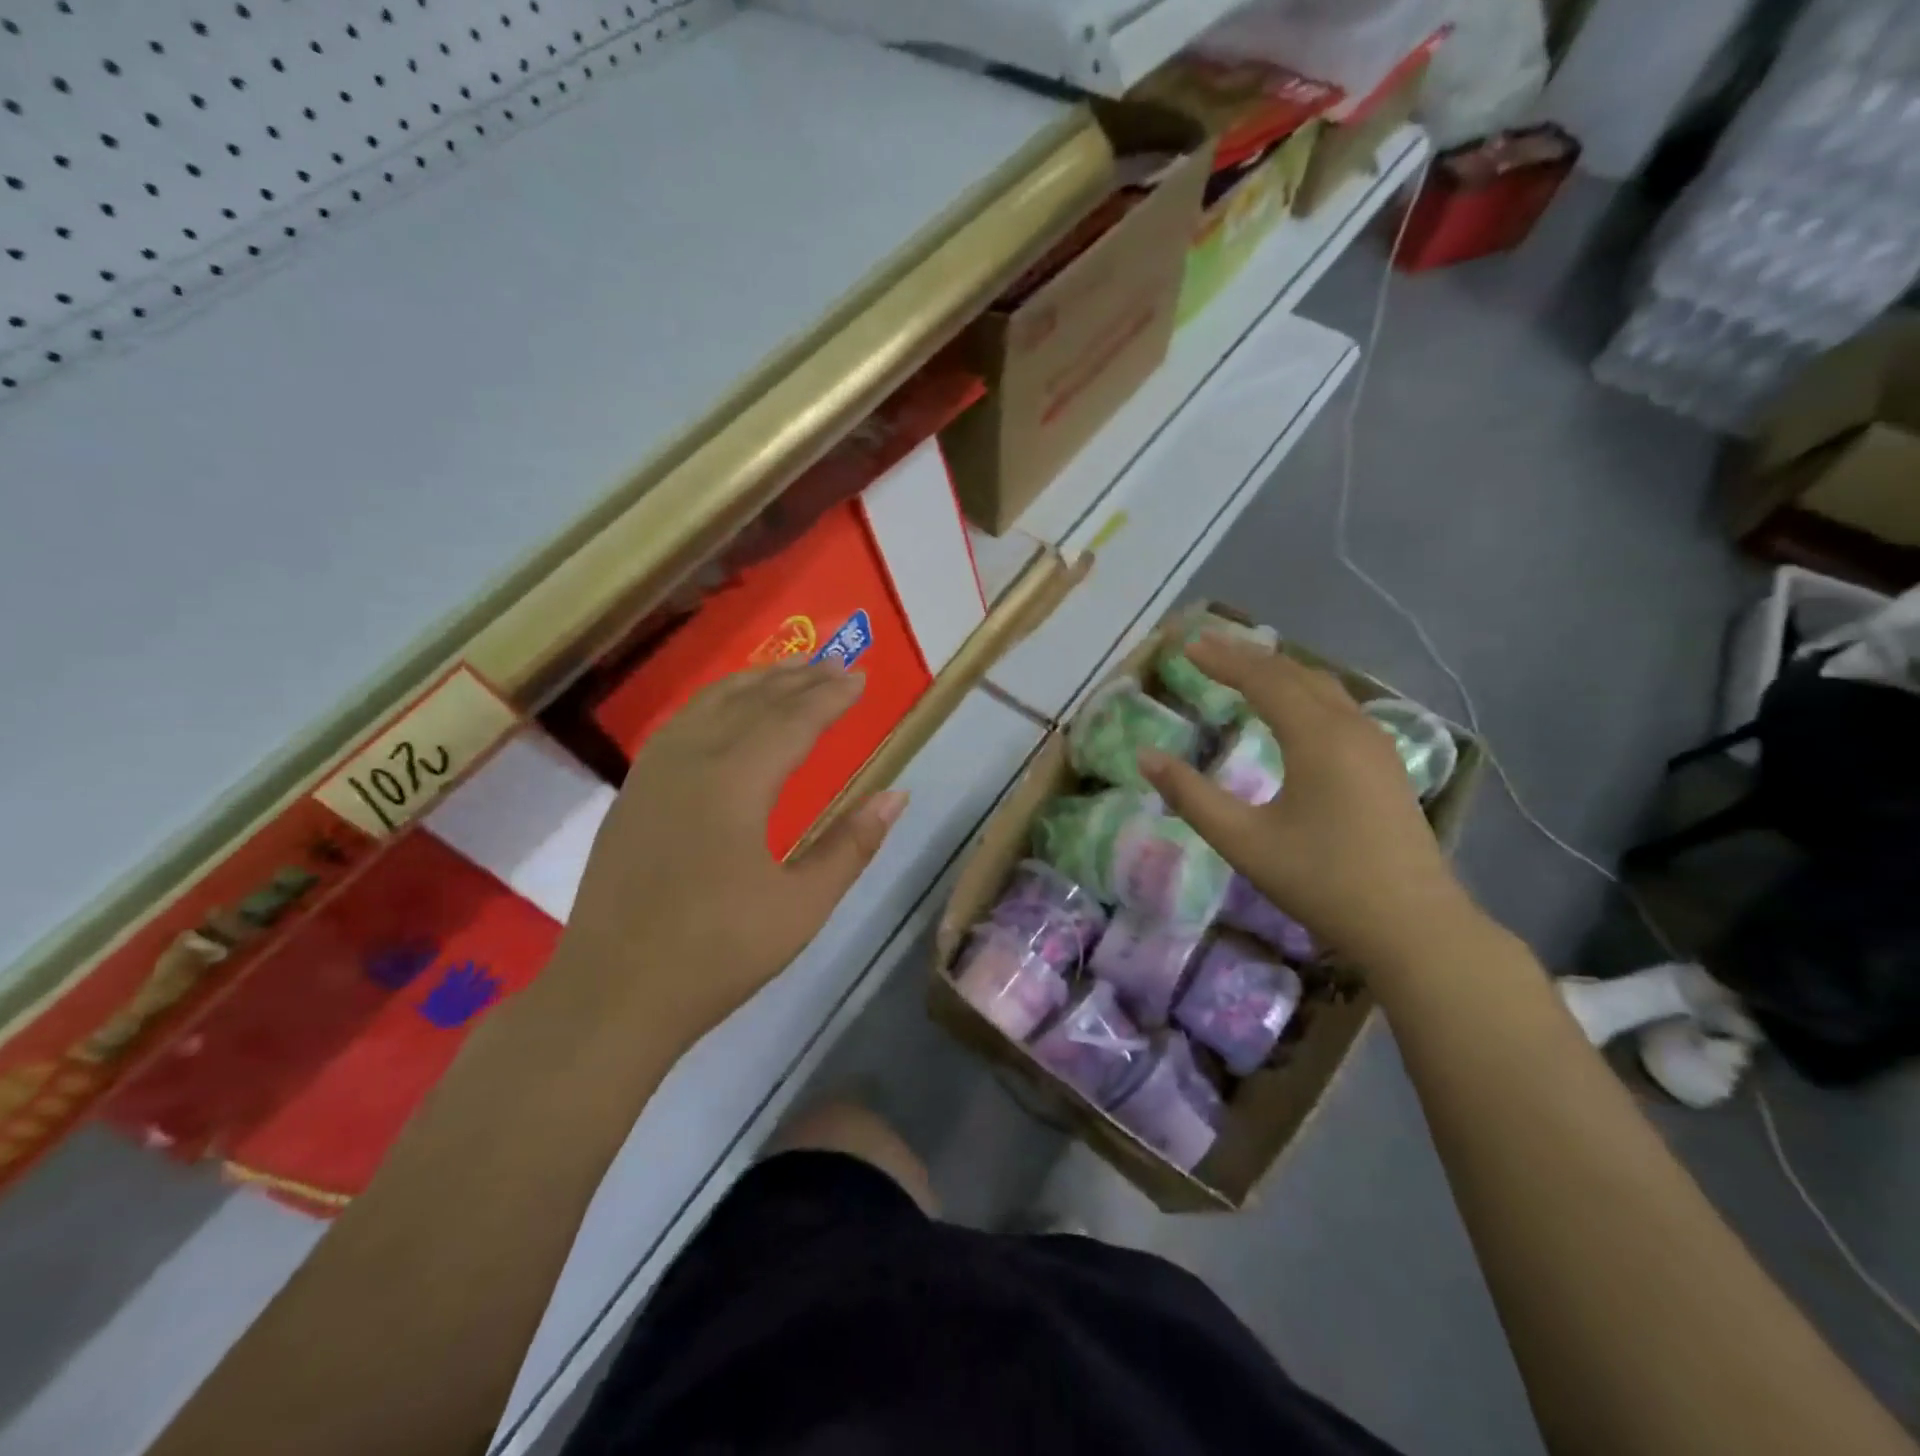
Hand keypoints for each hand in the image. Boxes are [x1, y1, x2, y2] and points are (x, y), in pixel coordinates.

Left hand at [553, 662, 906, 1047]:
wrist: (612, 994)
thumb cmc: (717, 953)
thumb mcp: (802, 905)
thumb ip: (851, 844)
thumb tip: (896, 796)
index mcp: (734, 783)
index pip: (792, 721)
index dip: (829, 698)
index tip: (859, 678)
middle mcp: (690, 761)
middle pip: (751, 701)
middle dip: (797, 679)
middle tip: (835, 663)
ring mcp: (653, 775)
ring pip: (708, 705)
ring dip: (753, 682)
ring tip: (787, 671)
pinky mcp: (632, 794)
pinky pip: (680, 725)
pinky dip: (714, 704)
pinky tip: (724, 712)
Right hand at [1138, 637, 1473, 966]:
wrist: (1413, 927)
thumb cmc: (1322, 880)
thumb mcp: (1243, 841)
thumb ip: (1191, 796)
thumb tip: (1146, 757)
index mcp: (1318, 737)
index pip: (1264, 679)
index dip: (1223, 660)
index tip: (1187, 646)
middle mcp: (1351, 727)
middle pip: (1295, 673)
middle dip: (1248, 657)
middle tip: (1207, 647)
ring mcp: (1376, 745)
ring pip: (1324, 687)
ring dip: (1280, 671)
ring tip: (1244, 668)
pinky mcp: (1386, 765)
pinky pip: (1340, 707)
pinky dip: (1304, 692)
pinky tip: (1293, 710)